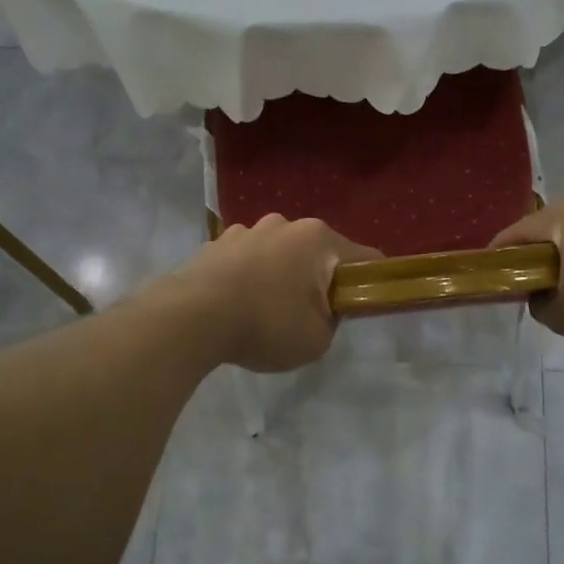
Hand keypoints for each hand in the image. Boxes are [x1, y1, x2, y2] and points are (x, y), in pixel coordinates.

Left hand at [168, 215, 380, 372]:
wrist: (191, 317)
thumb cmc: (266, 325)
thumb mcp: (317, 339)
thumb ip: (332, 320)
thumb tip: (322, 309)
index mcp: (319, 239)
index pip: (365, 258)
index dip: (371, 283)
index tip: (364, 306)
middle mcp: (286, 224)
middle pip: (318, 252)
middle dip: (319, 279)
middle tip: (310, 315)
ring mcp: (248, 229)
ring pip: (280, 252)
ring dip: (282, 274)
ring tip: (266, 310)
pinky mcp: (216, 242)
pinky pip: (247, 258)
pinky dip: (250, 275)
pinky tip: (237, 303)